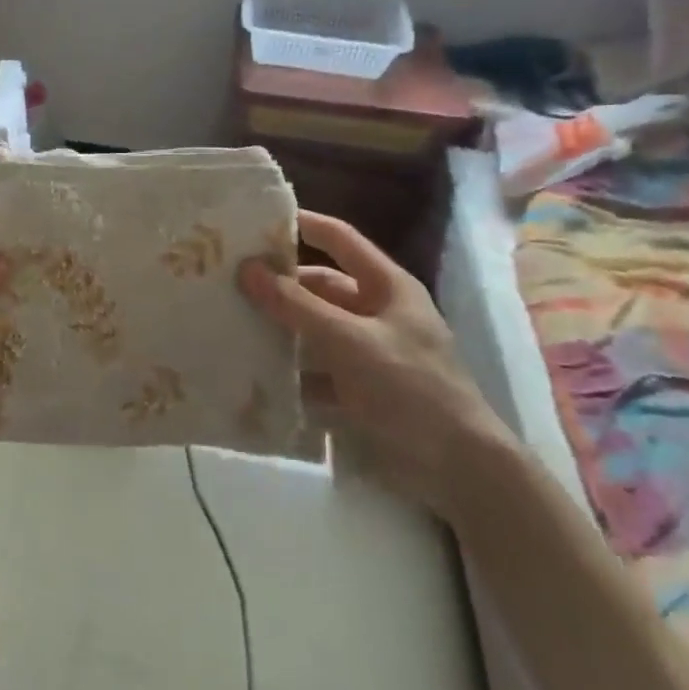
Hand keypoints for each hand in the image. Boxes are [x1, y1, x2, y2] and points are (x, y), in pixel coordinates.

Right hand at [239, 210, 510, 521]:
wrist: (459, 470)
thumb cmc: (410, 388)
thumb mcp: (349, 340)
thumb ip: (296, 305)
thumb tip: (247, 267)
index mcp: (386, 287)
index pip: (340, 239)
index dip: (304, 224)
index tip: (257, 219)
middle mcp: (376, 312)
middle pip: (320, 287)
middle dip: (279, 285)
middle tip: (229, 282)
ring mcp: (368, 352)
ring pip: (314, 329)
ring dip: (280, 329)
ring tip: (230, 324)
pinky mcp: (359, 389)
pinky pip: (316, 370)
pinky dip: (290, 371)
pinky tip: (253, 372)